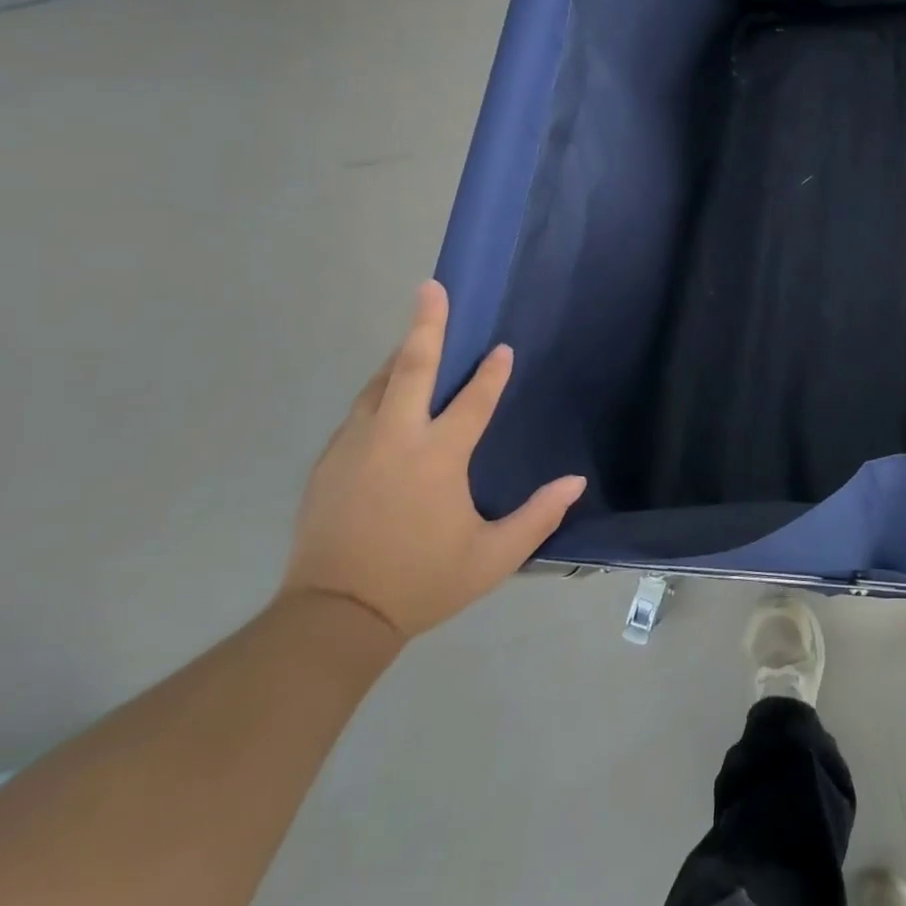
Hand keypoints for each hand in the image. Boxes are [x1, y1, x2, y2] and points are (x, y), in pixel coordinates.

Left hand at [280, 280, 584, 639]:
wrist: (333, 617)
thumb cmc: (422, 581)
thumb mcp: (493, 557)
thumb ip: (538, 516)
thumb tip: (576, 482)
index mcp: (437, 458)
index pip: (472, 401)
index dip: (492, 374)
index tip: (503, 349)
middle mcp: (394, 440)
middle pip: (411, 369)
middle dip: (425, 325)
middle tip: (432, 288)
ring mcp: (355, 447)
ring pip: (378, 385)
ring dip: (400, 355)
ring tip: (416, 333)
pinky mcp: (329, 462)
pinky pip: (360, 411)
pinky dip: (379, 390)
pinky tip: (388, 393)